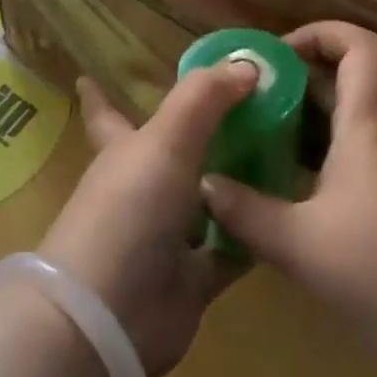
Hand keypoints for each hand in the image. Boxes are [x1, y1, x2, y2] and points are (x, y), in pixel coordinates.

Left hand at [40, 62, 258, 376]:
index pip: (105, 112)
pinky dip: (254, 235)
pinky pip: (231, 250)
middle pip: (170, 154)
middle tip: (248, 107)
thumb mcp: (165, 139)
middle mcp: (141, 189)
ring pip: (205, 201)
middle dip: (198, 132)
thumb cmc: (129, 209)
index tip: (88, 74)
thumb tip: (246, 63)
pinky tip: (288, 214)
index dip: (98, 93)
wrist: (112, 314)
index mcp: (122, 150)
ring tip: (282, 153)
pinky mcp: (192, 278)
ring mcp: (165, 236)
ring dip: (235, 181)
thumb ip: (204, 97)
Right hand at [200, 22, 376, 376]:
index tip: (275, 52)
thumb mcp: (300, 245)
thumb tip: (204, 183)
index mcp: (370, 128)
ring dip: (304, 116)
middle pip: (349, 79)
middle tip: (248, 95)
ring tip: (257, 132)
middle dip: (297, 77)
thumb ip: (246, 210)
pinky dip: (318, 149)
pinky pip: (354, 151)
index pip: (361, 48)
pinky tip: (284, 179)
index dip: (320, 33)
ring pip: (349, 118)